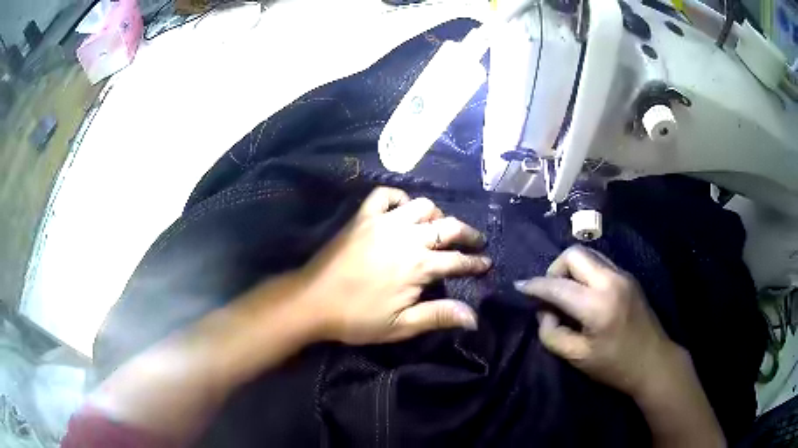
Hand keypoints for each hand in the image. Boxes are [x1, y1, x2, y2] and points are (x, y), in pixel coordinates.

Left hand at [298, 187, 491, 344]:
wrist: (313, 300)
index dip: (476, 262)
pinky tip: (402, 209)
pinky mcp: (363, 217)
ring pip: (422, 206)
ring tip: (440, 226)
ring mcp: (384, 222)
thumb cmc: (357, 318)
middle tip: (476, 240)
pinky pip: (385, 195)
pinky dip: (398, 198)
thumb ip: (438, 316)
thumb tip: (475, 318)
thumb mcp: (400, 325)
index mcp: (418, 266)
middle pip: (448, 226)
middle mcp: (407, 237)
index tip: (487, 263)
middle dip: (467, 233)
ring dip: (436, 215)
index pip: (458, 260)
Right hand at [514, 245, 673, 395]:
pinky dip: (585, 272)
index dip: (534, 285)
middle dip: (555, 269)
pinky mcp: (629, 277)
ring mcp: (623, 275)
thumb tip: (545, 312)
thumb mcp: (577, 357)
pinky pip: (600, 263)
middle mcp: (611, 281)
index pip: (557, 285)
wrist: (654, 361)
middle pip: (574, 254)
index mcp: (597, 305)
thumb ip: (552, 333)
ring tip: (567, 293)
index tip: (520, 287)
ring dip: (571, 269)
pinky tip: (585, 293)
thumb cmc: (614, 366)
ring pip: (588, 254)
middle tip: (550, 293)